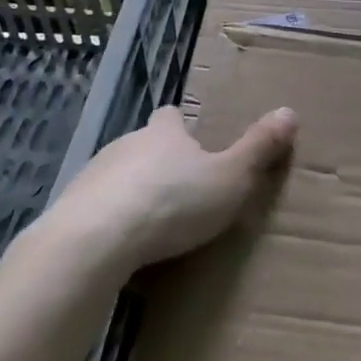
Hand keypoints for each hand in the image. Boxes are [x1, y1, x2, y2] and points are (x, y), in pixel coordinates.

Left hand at [48, 105, 297, 272]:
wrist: (95, 240)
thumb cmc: (172, 203)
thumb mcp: (230, 178)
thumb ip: (259, 149)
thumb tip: (290, 111)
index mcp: (164, 133)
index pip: (171, 117)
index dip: (180, 126)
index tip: (190, 139)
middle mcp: (126, 144)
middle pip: (143, 145)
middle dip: (158, 163)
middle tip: (180, 190)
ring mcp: (93, 175)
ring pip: (117, 176)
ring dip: (131, 192)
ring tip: (151, 224)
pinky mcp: (70, 209)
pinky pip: (95, 209)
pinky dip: (108, 222)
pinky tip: (120, 248)